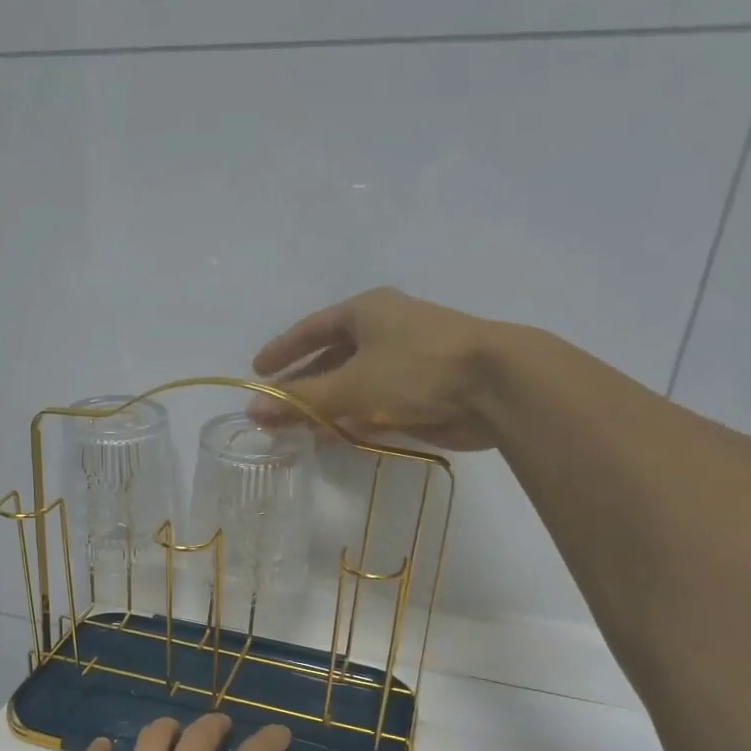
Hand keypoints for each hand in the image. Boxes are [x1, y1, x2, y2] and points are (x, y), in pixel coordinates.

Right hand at [249, 286, 504, 450]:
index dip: (283, 350)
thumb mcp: (348, 385)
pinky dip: (352, 418)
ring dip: (325, 406)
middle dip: (302, 385)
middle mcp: (385, 330)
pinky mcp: (422, 391)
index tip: (258, 372)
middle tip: (274, 410)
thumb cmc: (415, 371)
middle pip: (331, 358)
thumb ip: (299, 400)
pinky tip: (332, 437)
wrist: (496, 386)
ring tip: (295, 430)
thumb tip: (254, 411)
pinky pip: (375, 403)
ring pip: (353, 384)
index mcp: (366, 312)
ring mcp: (406, 361)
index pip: (312, 328)